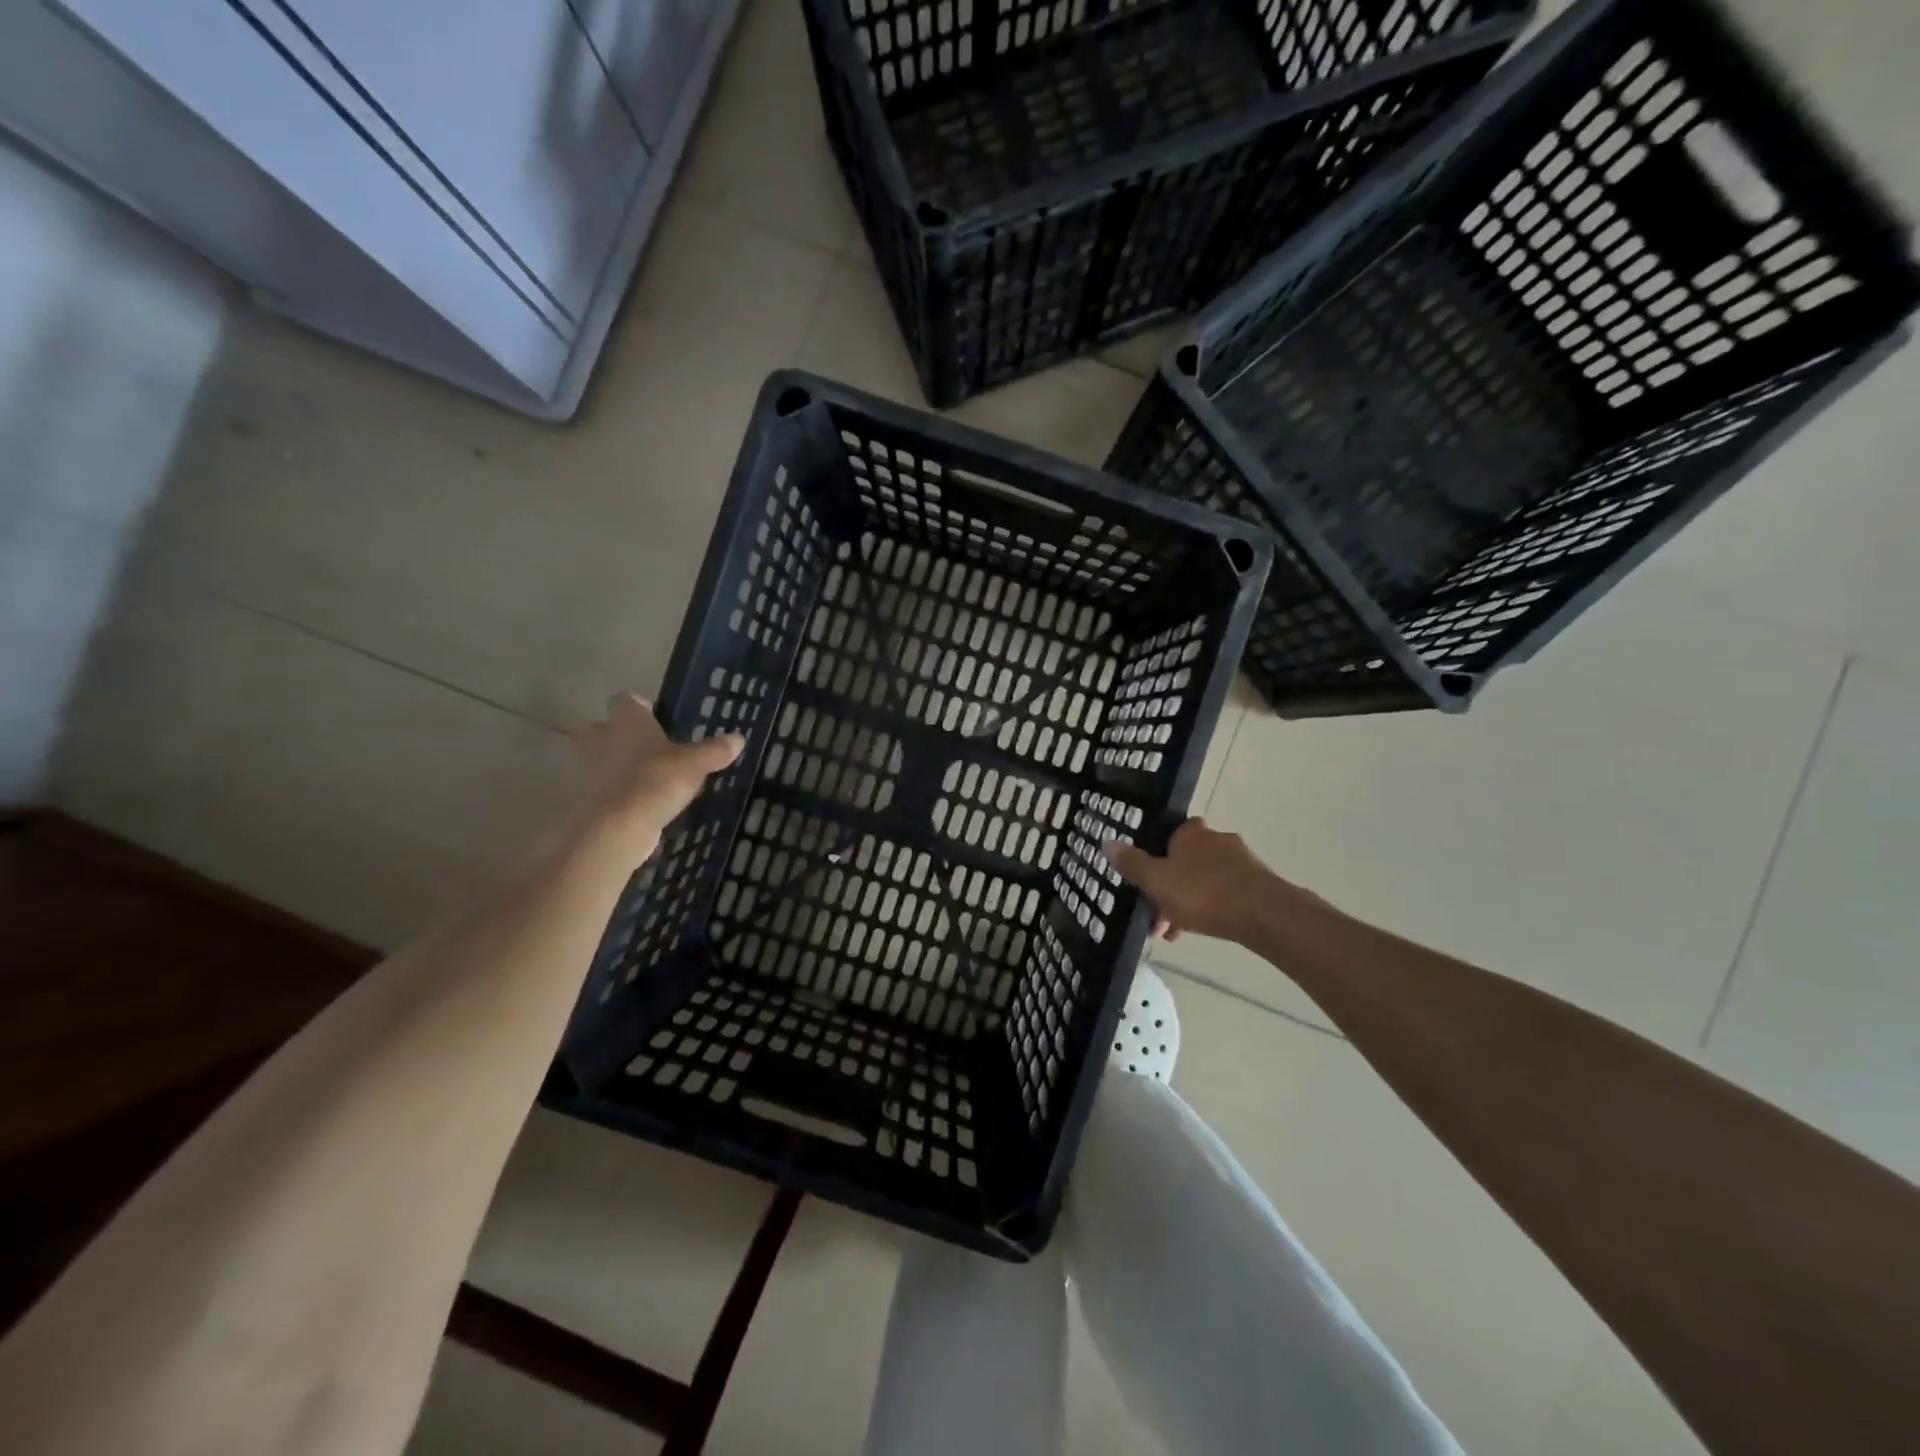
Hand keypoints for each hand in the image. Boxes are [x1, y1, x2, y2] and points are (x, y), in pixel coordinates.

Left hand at [572, 694, 743, 854]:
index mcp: (626, 720)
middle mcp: (600, 736)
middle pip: (603, 727)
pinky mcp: (584, 797)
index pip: (625, 700)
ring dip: (615, 765)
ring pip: (598, 758)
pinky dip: (614, 792)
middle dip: (620, 735)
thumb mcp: (696, 764)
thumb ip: (715, 750)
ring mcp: (586, 768)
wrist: (617, 827)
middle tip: (647, 749)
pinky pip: (600, 787)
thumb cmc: (656, 780)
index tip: (656, 719)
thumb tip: (738, 738)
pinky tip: (638, 804)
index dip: (639, 707)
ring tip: (646, 779)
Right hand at [1103, 818, 1303, 946]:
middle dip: (1167, 888)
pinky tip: (1202, 929)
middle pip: (1183, 861)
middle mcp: (1215, 839)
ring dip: (1186, 902)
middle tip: (1156, 917)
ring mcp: (1239, 860)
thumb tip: (1106, 841)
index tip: (1145, 883)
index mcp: (1190, 833)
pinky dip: (1210, 908)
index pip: (1166, 835)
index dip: (1153, 857)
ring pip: (1202, 879)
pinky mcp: (1256, 882)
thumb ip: (1132, 863)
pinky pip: (1224, 892)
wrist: (1264, 914)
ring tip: (1175, 933)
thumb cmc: (1203, 893)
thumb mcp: (1157, 881)